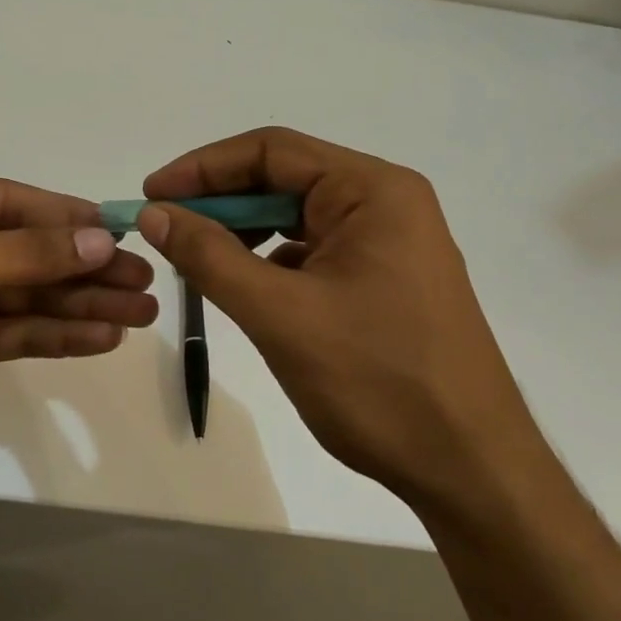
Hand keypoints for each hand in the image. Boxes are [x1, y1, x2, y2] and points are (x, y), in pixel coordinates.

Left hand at [0, 173, 156, 523]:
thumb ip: (24, 253)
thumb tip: (100, 235)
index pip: (9, 201)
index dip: (67, 216)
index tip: (123, 230)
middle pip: (25, 249)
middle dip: (83, 264)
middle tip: (146, 278)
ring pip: (26, 294)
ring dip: (80, 301)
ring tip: (141, 309)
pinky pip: (13, 331)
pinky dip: (56, 334)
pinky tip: (103, 336)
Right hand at [137, 127, 539, 506]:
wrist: (469, 469)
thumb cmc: (377, 382)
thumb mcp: (280, 314)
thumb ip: (210, 257)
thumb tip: (154, 213)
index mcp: (373, 192)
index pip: (272, 151)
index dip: (203, 167)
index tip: (151, 195)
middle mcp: (385, 204)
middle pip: (283, 179)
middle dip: (219, 201)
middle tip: (164, 229)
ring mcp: (388, 244)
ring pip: (295, 217)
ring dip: (241, 232)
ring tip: (194, 258)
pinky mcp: (382, 281)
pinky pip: (311, 252)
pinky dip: (268, 261)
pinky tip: (240, 287)